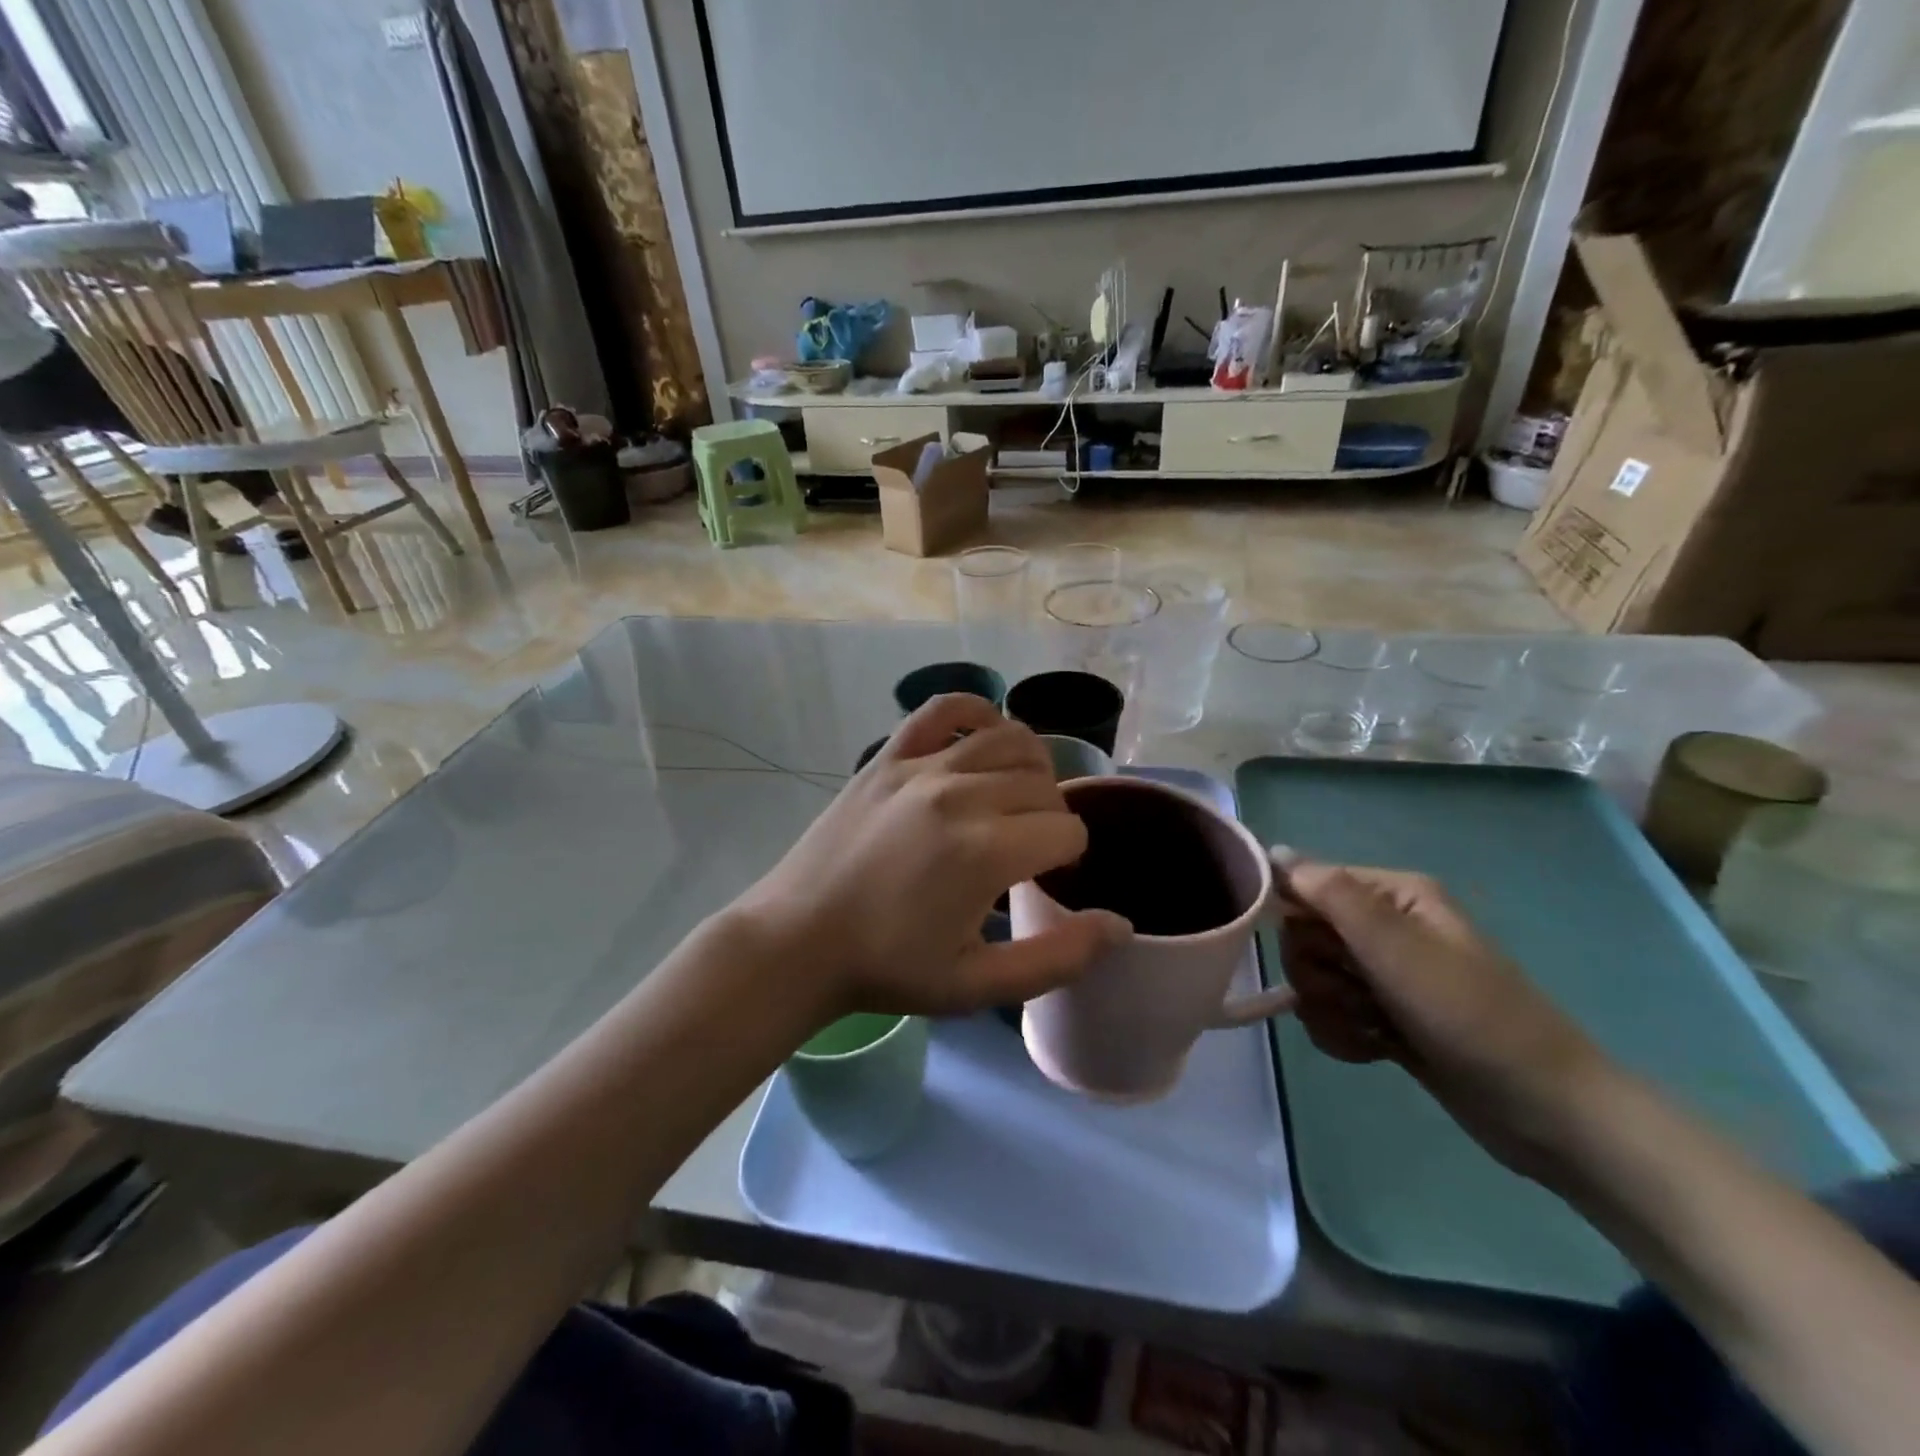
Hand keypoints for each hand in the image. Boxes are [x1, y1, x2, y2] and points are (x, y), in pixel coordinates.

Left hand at [735, 695, 1127, 1020]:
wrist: (799, 941)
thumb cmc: (889, 968)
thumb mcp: (978, 985)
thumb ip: (1057, 957)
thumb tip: (1121, 925)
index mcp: (987, 851)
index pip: (1067, 830)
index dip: (1068, 857)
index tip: (1045, 878)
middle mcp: (960, 794)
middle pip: (1044, 784)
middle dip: (1051, 816)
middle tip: (1029, 849)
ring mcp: (920, 767)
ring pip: (1009, 739)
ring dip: (1030, 766)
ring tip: (1017, 797)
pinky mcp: (888, 756)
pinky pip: (943, 709)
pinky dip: (976, 712)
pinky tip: (982, 736)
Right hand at [1275, 853, 1613, 1179]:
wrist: (1543, 1110)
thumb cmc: (1468, 1013)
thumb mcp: (1394, 945)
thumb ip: (1329, 892)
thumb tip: (1272, 851)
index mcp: (1392, 894)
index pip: (1306, 884)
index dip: (1296, 917)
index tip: (1319, 952)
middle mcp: (1384, 926)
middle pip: (1303, 935)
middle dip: (1317, 972)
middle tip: (1356, 993)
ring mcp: (1383, 974)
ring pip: (1312, 979)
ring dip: (1330, 1009)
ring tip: (1372, 1028)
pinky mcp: (1382, 1017)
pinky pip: (1329, 1015)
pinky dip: (1342, 1034)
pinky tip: (1374, 1049)